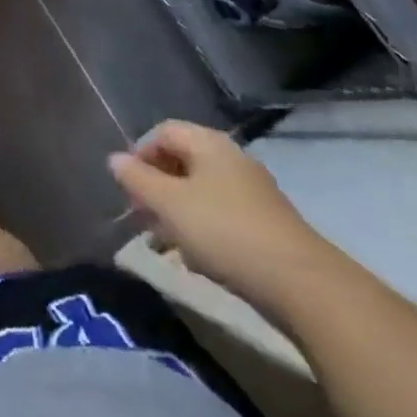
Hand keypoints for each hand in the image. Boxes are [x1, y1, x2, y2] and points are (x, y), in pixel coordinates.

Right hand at [109, 121, 333, 316]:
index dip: (140, 153)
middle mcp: (231, 157)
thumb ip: (138, 180)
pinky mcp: (267, 224)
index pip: (163, 132)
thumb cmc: (225, 232)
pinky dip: (202, 228)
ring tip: (162, 242)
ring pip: (202, 191)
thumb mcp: (170, 205)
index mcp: (208, 142)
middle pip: (183, 160)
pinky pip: (222, 215)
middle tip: (141, 215)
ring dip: (177, 211)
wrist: (302, 285)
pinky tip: (196, 259)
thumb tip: (114, 159)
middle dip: (157, 185)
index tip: (128, 186)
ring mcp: (253, 191)